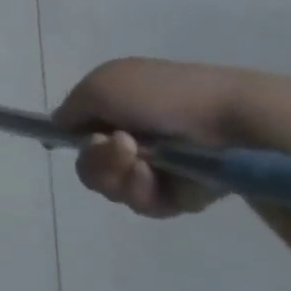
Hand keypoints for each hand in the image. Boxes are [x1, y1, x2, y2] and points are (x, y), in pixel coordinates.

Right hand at [54, 58, 266, 218]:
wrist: (230, 123)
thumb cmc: (161, 95)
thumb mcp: (99, 85)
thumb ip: (68, 109)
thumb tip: (60, 128)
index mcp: (114, 104)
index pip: (77, 130)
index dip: (71, 137)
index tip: (76, 138)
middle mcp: (129, 135)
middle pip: (87, 164)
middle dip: (96, 160)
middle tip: (119, 148)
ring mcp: (152, 166)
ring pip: (109, 186)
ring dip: (118, 175)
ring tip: (144, 163)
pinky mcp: (175, 195)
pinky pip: (140, 204)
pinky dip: (143, 191)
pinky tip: (158, 178)